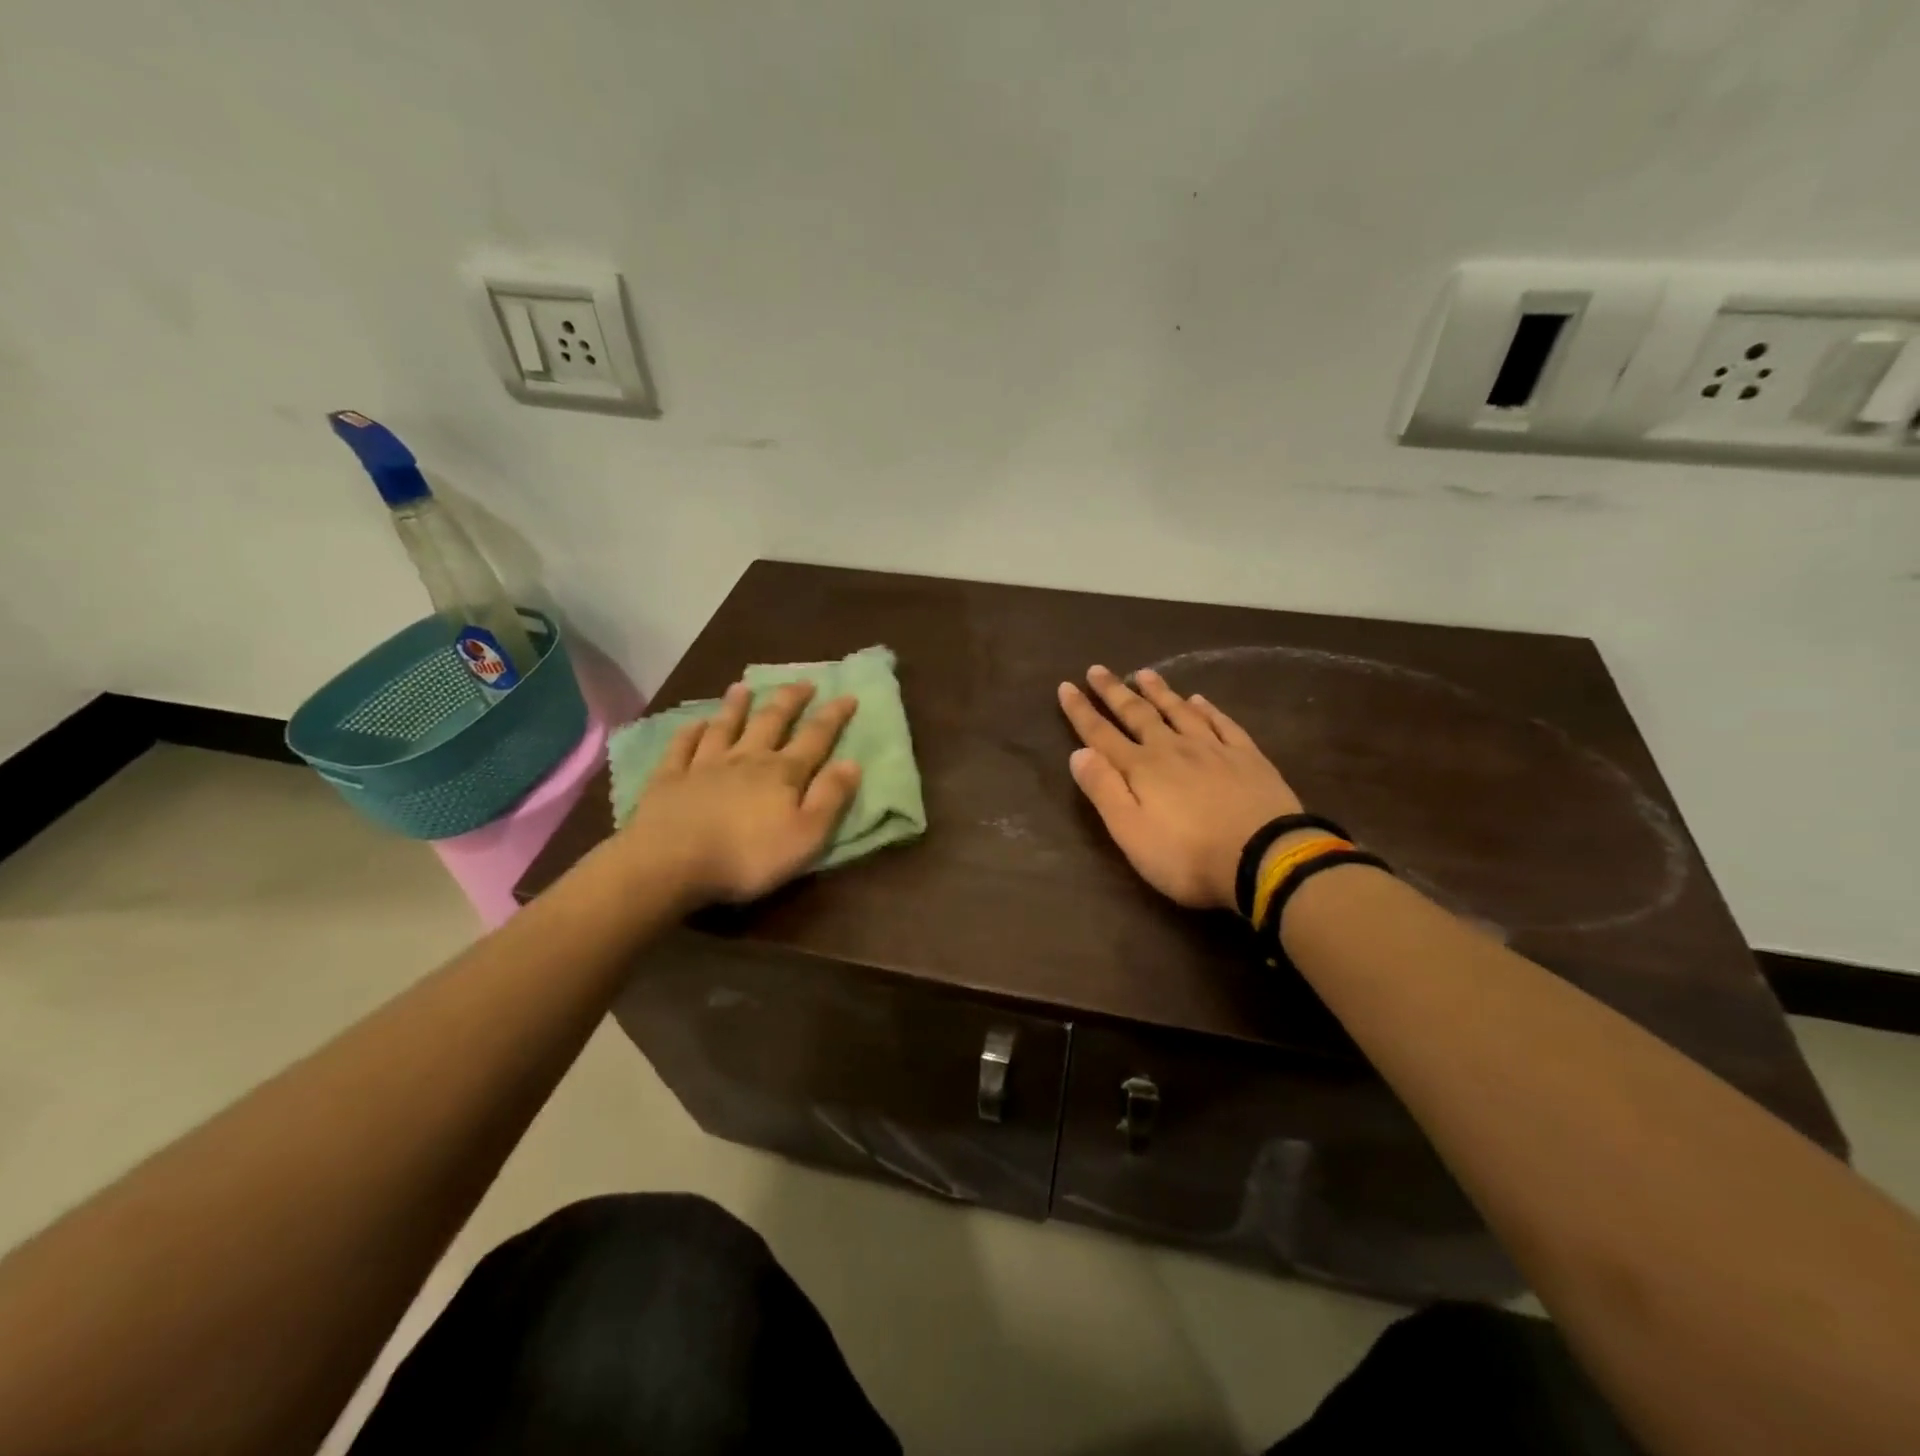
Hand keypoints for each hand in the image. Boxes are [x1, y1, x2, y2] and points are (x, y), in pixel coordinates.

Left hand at [618, 681, 862, 905]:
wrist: (671, 862)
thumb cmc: (747, 856)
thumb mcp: (806, 835)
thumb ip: (830, 798)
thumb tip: (852, 762)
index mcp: (782, 773)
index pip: (815, 737)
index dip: (833, 716)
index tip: (848, 695)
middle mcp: (746, 758)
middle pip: (771, 721)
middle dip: (789, 700)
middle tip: (803, 682)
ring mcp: (704, 765)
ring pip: (724, 727)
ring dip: (736, 706)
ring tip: (743, 687)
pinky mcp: (669, 778)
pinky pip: (681, 747)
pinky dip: (689, 732)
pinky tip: (694, 723)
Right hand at [1058, 665, 1302, 909]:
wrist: (1265, 858)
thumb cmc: (1187, 855)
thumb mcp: (1131, 832)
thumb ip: (1104, 790)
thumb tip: (1078, 753)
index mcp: (1141, 769)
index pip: (1101, 734)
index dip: (1081, 711)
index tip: (1066, 686)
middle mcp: (1173, 749)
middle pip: (1138, 714)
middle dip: (1114, 692)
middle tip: (1097, 669)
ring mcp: (1213, 749)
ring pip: (1179, 711)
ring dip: (1159, 692)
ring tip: (1144, 673)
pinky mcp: (1247, 758)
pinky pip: (1222, 723)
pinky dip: (1208, 709)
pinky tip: (1200, 700)